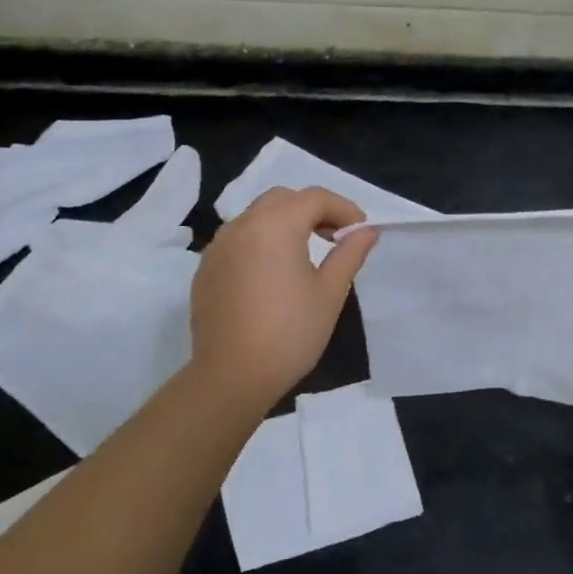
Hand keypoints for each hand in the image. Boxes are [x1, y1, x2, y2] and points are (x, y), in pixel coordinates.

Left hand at [190, 187, 378, 412]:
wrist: (232, 375)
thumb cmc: (290, 333)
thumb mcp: (330, 293)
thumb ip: (349, 254)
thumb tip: (366, 231)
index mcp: (276, 226)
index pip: (314, 198)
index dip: (343, 208)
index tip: (360, 231)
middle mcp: (242, 226)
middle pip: (282, 199)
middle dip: (312, 210)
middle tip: (335, 237)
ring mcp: (218, 247)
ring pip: (256, 217)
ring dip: (284, 223)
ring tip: (305, 254)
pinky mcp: (206, 269)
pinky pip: (238, 240)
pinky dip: (260, 242)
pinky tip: (273, 274)